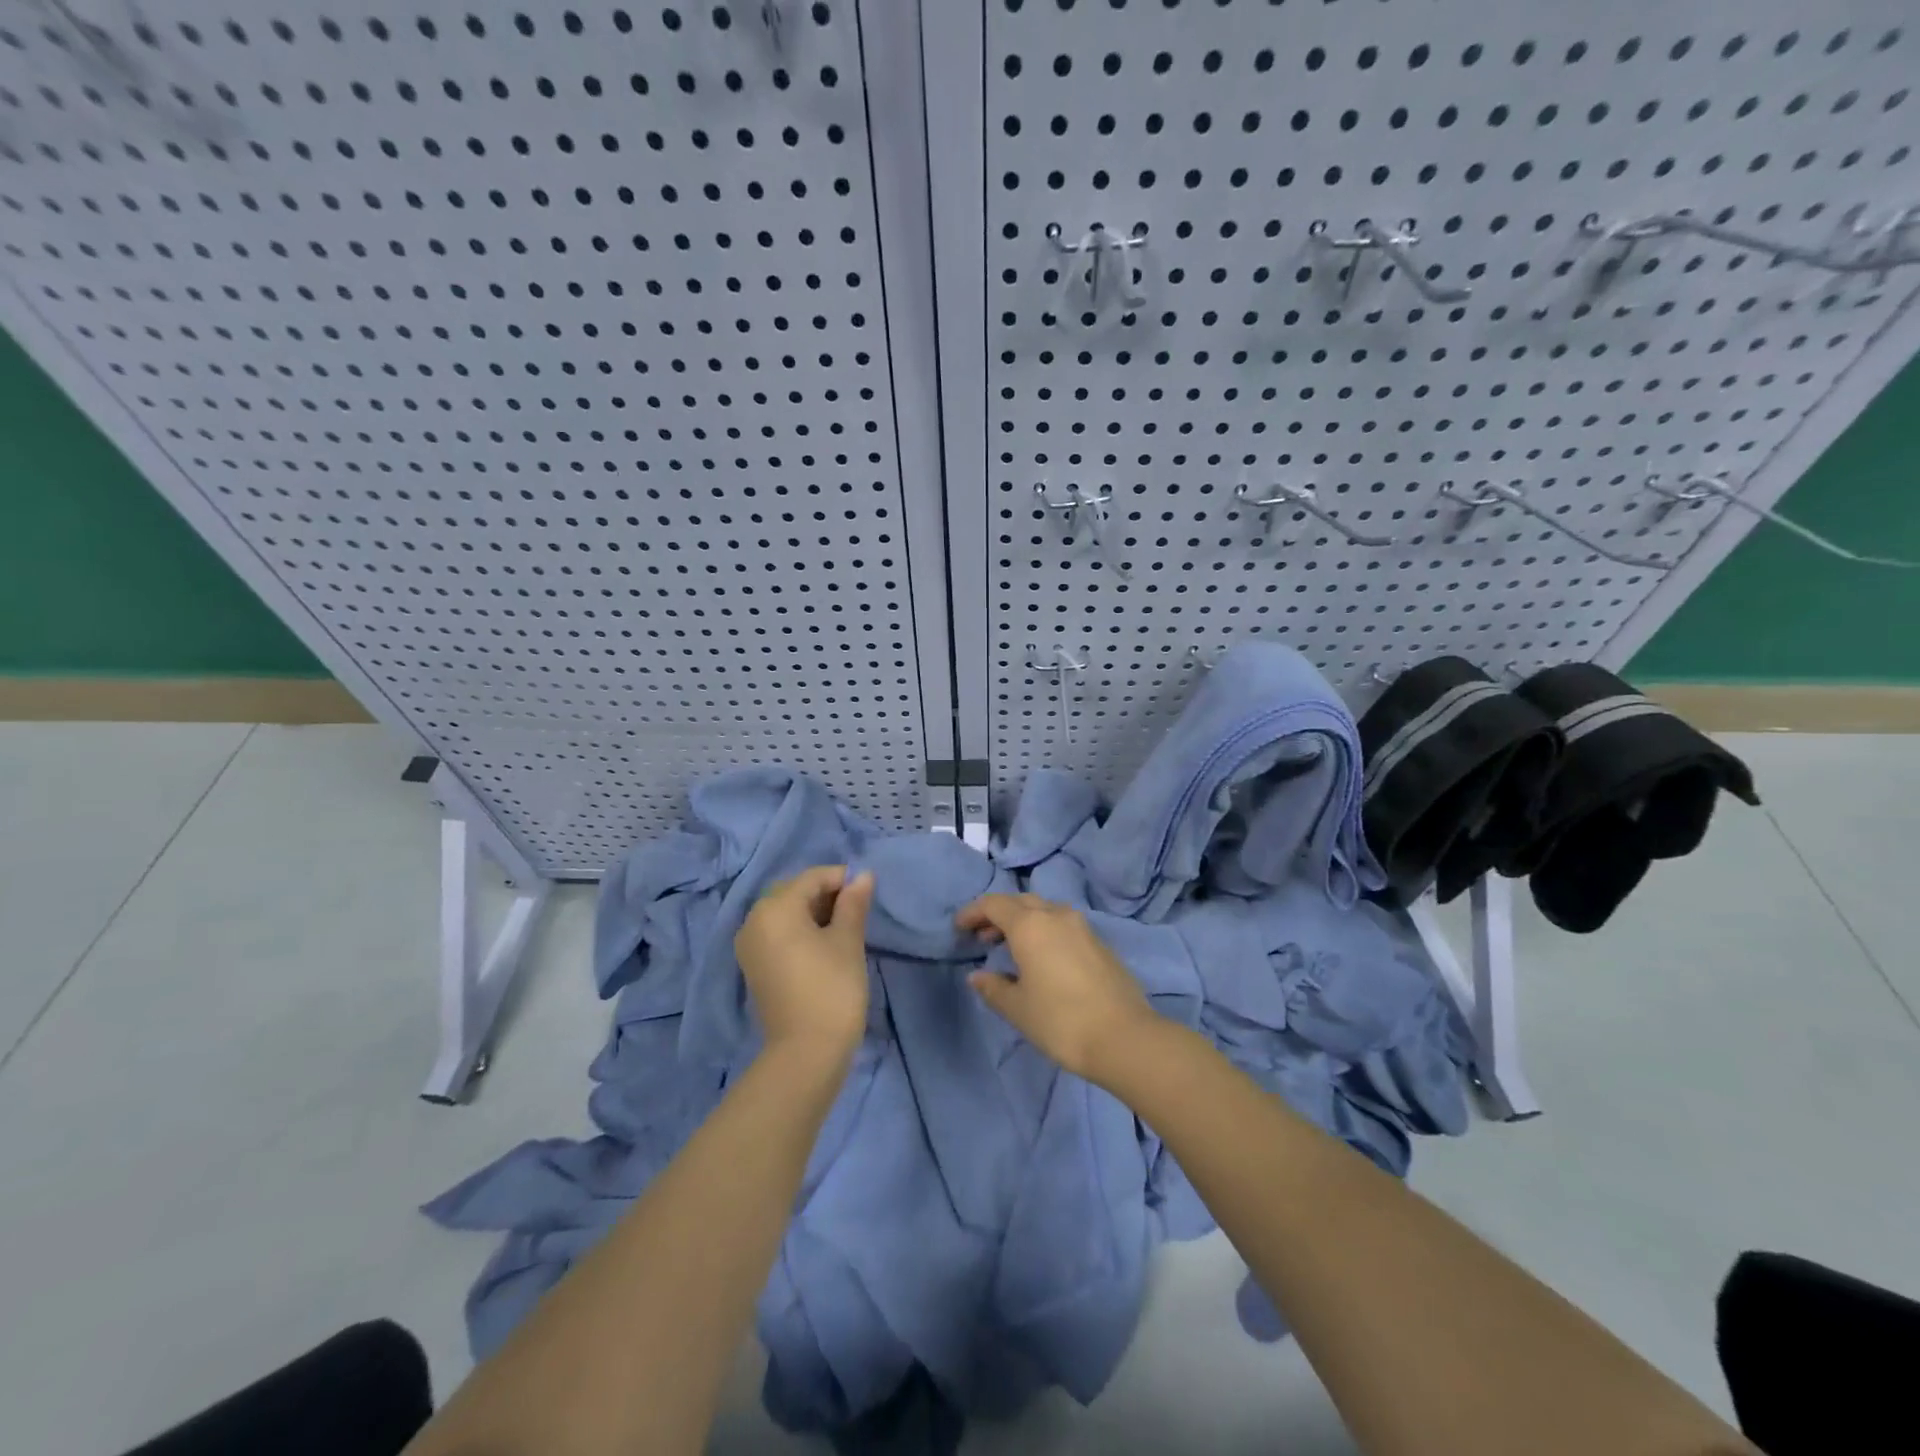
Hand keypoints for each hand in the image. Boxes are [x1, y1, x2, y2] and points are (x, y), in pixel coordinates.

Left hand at [735, 866, 874, 1060]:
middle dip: (826, 894)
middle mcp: (753, 920)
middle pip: (794, 892)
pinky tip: (824, 945)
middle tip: (857, 910)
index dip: (842, 879)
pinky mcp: (754, 967)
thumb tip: (863, 875)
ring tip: (845, 928)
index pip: (811, 878)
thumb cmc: (832, 988)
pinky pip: (777, 934)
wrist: (806, 1052)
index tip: (868, 892)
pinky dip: (799, 931)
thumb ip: (854, 903)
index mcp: (774, 908)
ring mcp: (749, 946)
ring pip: (785, 914)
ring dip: (813, 913)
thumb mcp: (848, 940)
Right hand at [954, 894, 1160, 1084]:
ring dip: (1023, 921)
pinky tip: (1041, 959)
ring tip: (1009, 947)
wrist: (1124, 1038)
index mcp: (1030, 925)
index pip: (994, 904)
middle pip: (1020, 902)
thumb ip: (993, 987)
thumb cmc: (1061, 1021)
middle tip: (982, 937)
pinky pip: (1062, 925)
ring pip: (1045, 910)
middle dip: (998, 914)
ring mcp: (1082, 927)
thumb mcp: (1018, 1008)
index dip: (973, 912)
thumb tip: (978, 976)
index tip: (959, 928)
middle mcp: (1056, 916)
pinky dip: (1044, 931)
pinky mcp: (1099, 943)